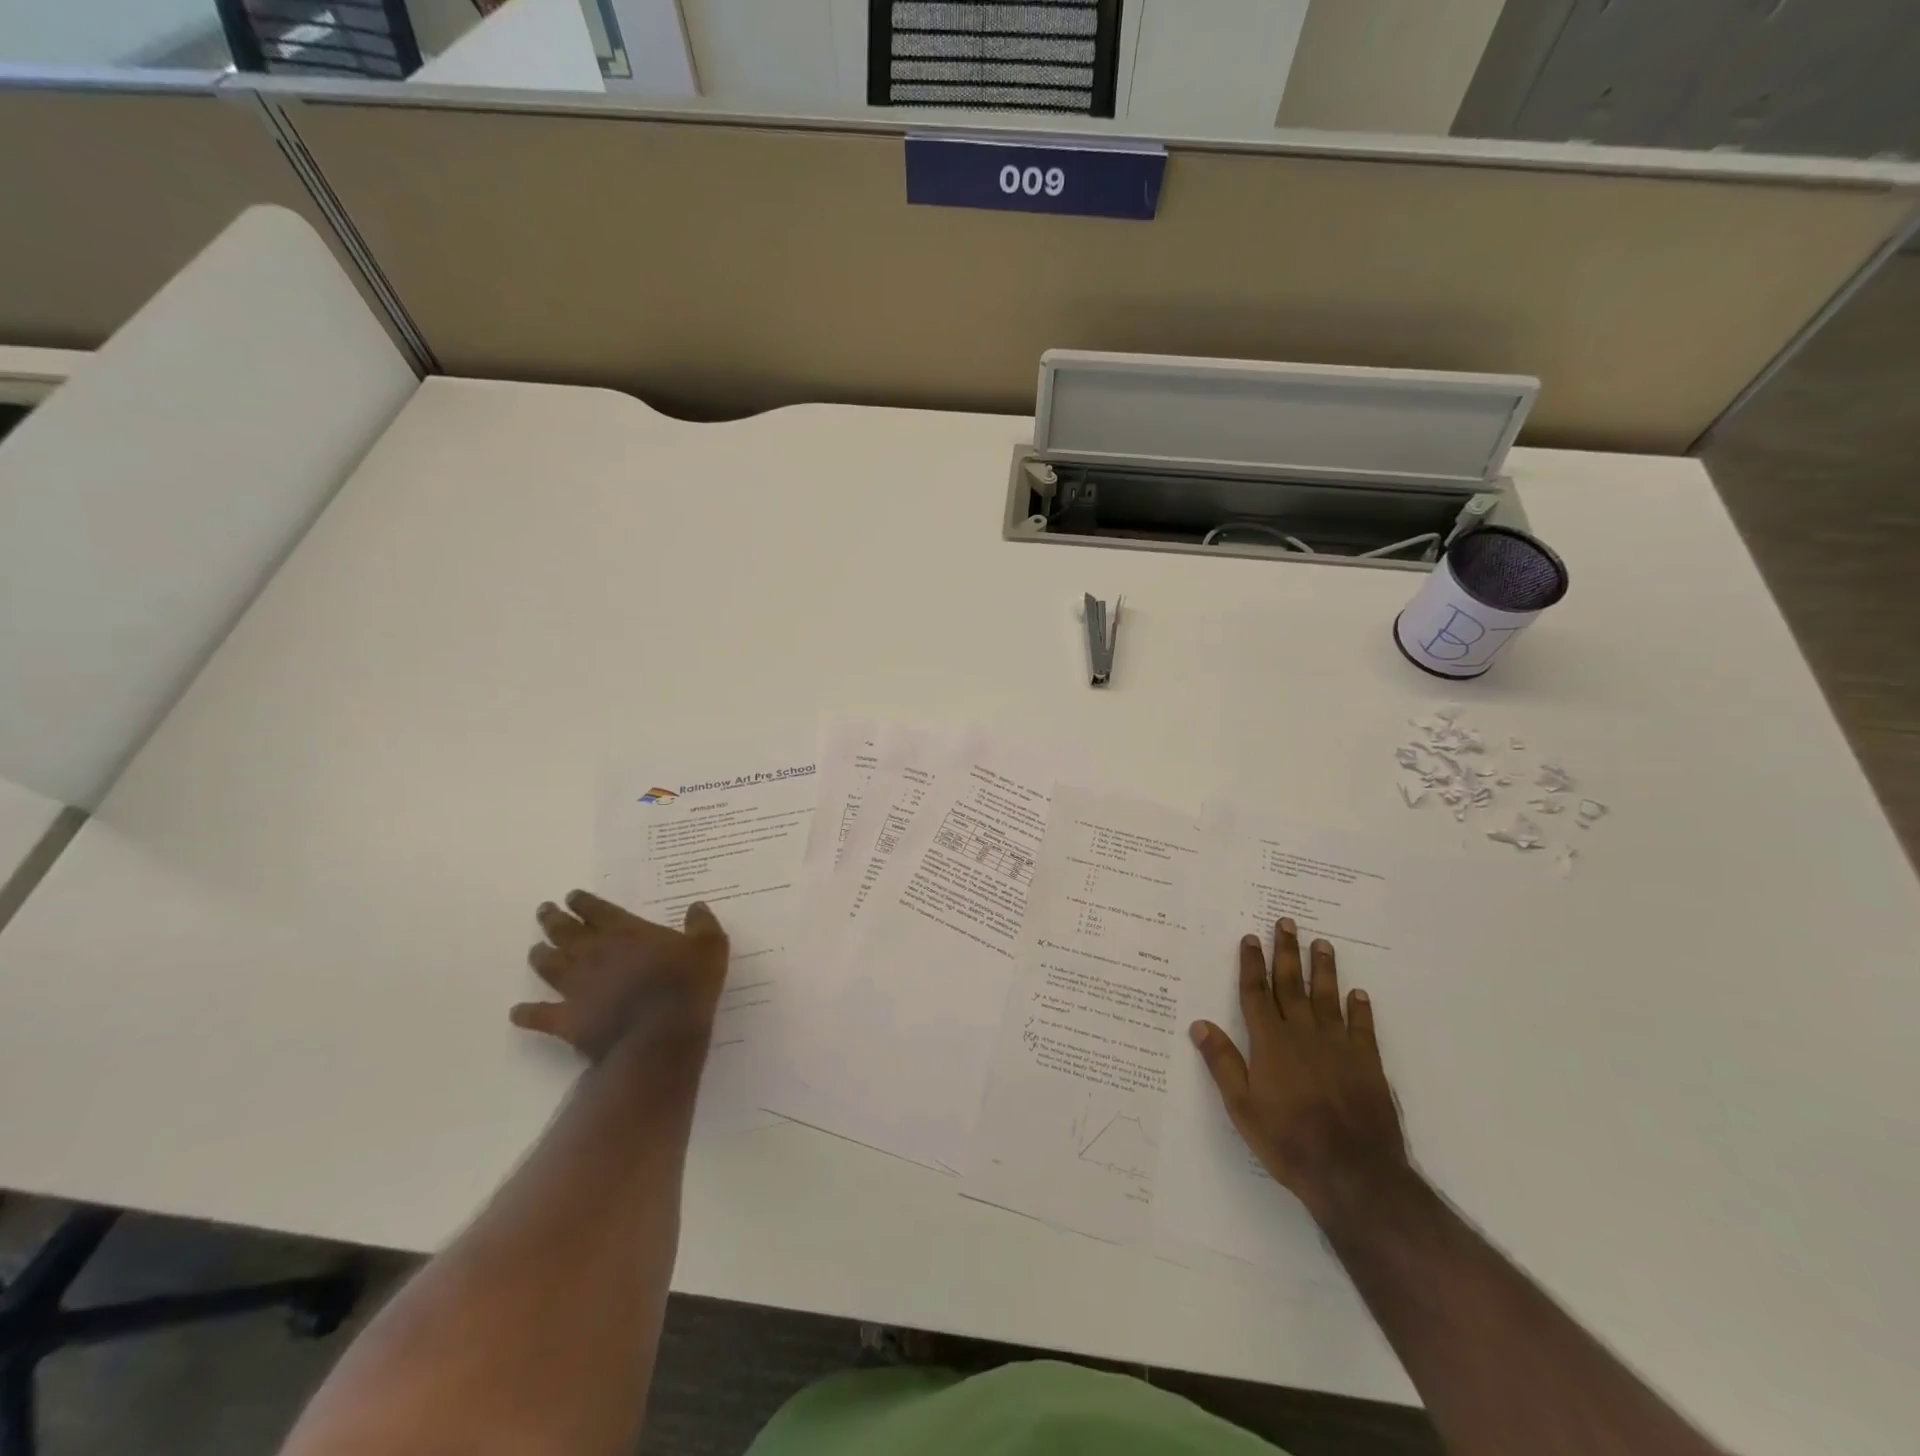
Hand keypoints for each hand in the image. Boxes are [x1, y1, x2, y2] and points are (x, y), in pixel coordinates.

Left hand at [512, 890, 729, 1063]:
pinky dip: (526, 1013)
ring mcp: (577, 987)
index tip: (572, 896)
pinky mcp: (567, 1020)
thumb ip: (702, 925)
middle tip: (544, 910)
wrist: (659, 1037)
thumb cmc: (687, 987)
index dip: (583, 902)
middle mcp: (594, 954)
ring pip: (549, 966)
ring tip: (535, 950)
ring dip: (540, 956)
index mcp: (626, 932)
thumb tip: (696, 907)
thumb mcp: (710, 948)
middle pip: (565, 931)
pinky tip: (517, 1011)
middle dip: (553, 919)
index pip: (598, 910)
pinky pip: (539, 1015)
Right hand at [1189, 917, 1407, 1223]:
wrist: (1353, 1173)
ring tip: (1322, 944)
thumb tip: (1199, 1024)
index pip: (1256, 994)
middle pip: (1291, 985)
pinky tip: (1358, 993)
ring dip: (1323, 969)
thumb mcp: (1242, 1107)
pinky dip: (1360, 1008)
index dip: (1252, 965)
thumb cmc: (1288, 1140)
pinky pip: (1362, 1027)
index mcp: (1270, 1043)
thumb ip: (1222, 1063)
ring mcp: (1338, 1047)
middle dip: (1286, 953)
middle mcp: (1303, 1035)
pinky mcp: (1367, 1064)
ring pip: (1327, 998)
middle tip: (1287, 923)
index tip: (1250, 938)